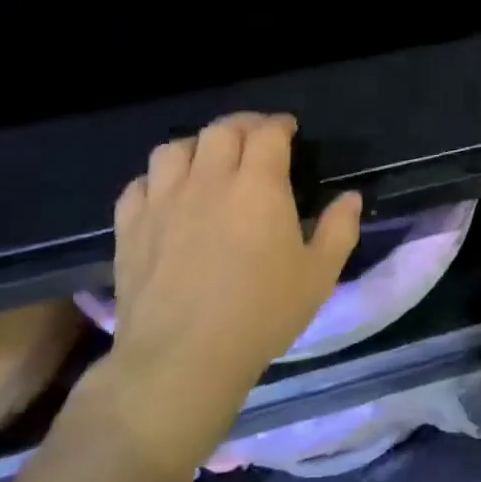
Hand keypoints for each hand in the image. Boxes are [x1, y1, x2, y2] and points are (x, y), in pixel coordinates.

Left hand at [83, 113, 360, 477]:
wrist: (183, 357)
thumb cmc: (263, 313)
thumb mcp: (319, 274)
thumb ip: (339, 229)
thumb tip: (350, 198)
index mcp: (258, 187)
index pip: (266, 133)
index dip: (279, 124)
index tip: (289, 130)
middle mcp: (209, 181)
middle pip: (221, 130)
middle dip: (243, 125)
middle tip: (256, 139)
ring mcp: (163, 202)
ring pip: (174, 149)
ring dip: (198, 146)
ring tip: (210, 160)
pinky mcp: (130, 228)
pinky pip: (139, 183)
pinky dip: (158, 178)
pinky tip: (169, 195)